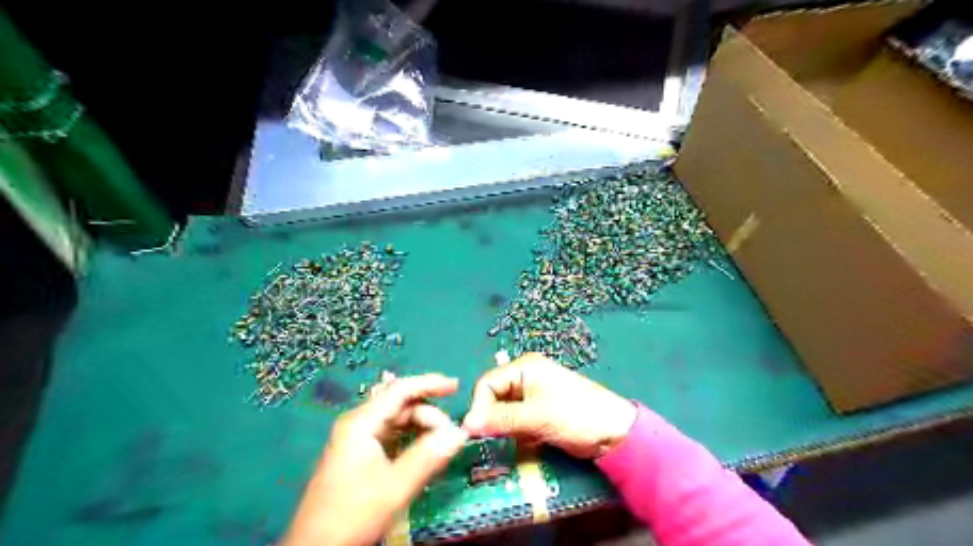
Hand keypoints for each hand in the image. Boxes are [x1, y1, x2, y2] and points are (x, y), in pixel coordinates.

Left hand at [282, 374, 466, 545]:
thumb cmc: (352, 514)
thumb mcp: (395, 487)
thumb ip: (428, 457)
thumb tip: (460, 433)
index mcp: (361, 423)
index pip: (400, 389)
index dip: (430, 384)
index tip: (456, 386)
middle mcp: (358, 424)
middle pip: (400, 405)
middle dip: (428, 415)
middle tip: (450, 436)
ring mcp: (356, 439)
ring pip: (397, 421)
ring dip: (421, 427)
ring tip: (440, 445)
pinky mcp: (359, 455)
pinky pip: (391, 435)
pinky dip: (411, 438)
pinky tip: (423, 451)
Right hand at [464, 352, 640, 457]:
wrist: (614, 432)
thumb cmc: (575, 415)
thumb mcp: (535, 416)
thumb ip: (500, 419)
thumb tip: (465, 425)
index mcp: (524, 367)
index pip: (487, 383)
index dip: (479, 406)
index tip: (477, 432)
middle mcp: (525, 377)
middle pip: (494, 396)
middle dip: (492, 418)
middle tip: (493, 440)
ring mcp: (533, 395)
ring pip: (504, 411)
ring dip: (504, 428)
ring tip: (512, 441)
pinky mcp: (539, 412)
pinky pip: (516, 421)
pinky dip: (516, 433)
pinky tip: (524, 442)